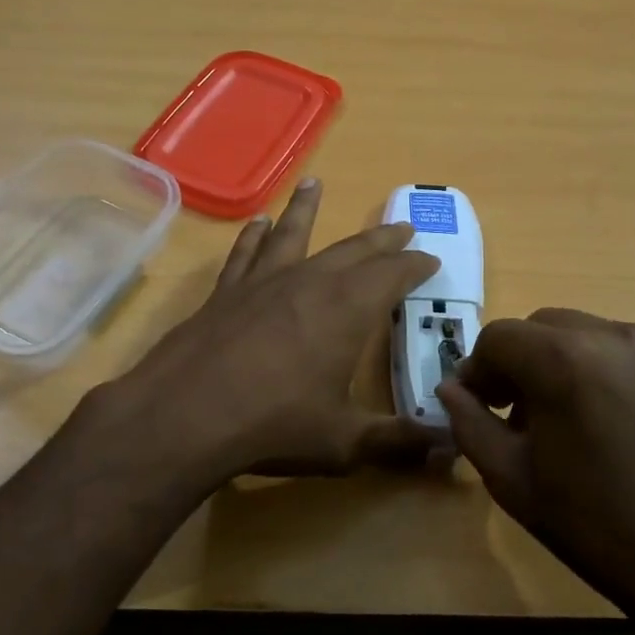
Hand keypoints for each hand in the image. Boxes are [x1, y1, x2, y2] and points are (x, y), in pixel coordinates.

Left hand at [97, 179, 444, 485]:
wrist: (185, 416)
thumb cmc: (274, 425)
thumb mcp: (344, 442)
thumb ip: (398, 443)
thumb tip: (449, 450)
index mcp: (347, 310)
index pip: (393, 275)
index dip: (415, 265)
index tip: (431, 258)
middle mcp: (309, 282)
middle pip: (353, 250)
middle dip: (381, 238)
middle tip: (401, 226)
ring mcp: (263, 282)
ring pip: (293, 234)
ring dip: (307, 208)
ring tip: (314, 183)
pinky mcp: (226, 292)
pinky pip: (246, 254)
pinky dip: (254, 235)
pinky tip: (257, 222)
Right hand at [437, 309, 634, 622]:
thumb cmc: (596, 523)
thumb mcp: (513, 480)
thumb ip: (470, 424)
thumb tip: (449, 390)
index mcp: (562, 359)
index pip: (497, 338)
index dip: (476, 370)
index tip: (473, 406)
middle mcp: (606, 335)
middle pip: (536, 328)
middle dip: (512, 362)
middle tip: (506, 412)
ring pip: (574, 333)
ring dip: (548, 362)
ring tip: (550, 417)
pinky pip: (609, 347)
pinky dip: (586, 366)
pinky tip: (590, 416)